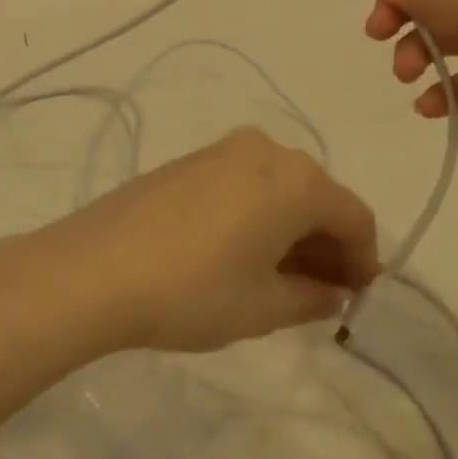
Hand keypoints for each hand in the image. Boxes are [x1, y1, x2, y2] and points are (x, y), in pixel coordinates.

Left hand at [0, 129, 379, 354]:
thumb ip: (311, 298)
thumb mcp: (262, 307)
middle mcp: (266, 151)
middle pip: (318, 196)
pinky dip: (258, 214)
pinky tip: (240, 252)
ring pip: (280, 188)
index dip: (364, 259)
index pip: (354, 216)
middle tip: (320, 292)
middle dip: (327, 244)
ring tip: (279, 278)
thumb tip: (332, 292)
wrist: (93, 270)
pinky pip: (245, 183)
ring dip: (292, 229)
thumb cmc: (192, 291)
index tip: (356, 296)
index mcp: (297, 180)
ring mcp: (222, 150)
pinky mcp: (189, 160)